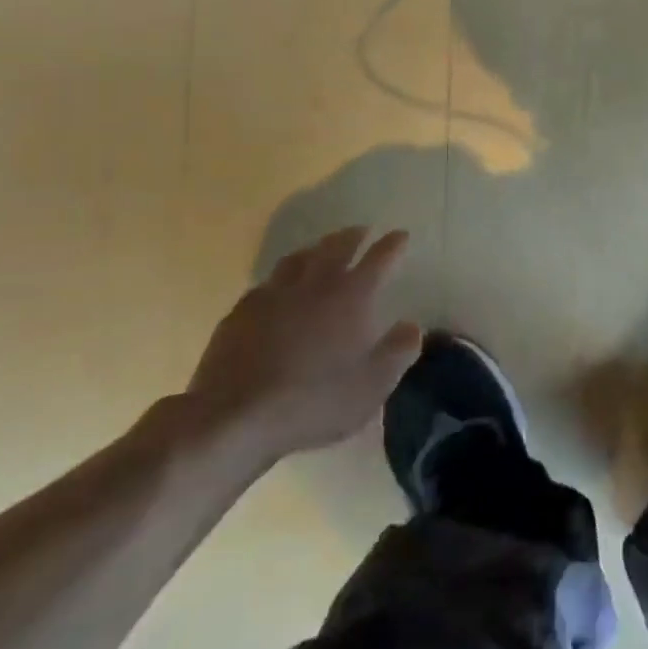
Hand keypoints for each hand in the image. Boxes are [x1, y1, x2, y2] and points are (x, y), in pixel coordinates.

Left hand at [184, 227, 422, 466]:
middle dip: (353, 236)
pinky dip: (281, 278)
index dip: (393, 244)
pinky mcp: (241, 313)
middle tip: (362, 231)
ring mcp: (274, 295)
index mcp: (352, 296)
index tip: (401, 235)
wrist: (235, 418)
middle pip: (337, 246)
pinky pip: (267, 283)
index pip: (380, 258)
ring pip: (298, 258)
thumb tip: (412, 326)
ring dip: (316, 249)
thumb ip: (399, 351)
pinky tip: (279, 288)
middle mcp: (316, 284)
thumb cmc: (315, 401)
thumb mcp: (373, 384)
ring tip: (322, 249)